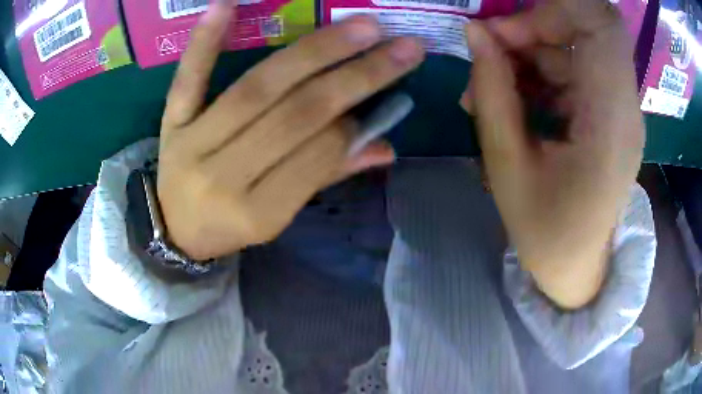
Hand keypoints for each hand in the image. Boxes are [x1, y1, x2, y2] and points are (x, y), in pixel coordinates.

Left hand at [157, 1, 424, 259]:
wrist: (175, 230)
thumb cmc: (230, 227)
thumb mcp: (278, 217)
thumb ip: (326, 176)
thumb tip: (384, 148)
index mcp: (257, 212)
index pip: (316, 156)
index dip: (354, 123)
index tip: (390, 92)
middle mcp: (224, 176)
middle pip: (295, 115)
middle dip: (355, 77)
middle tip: (399, 46)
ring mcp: (193, 143)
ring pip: (257, 89)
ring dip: (313, 52)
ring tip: (360, 27)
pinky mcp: (172, 122)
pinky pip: (188, 79)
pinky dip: (206, 41)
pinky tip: (225, 4)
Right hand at [463, 0, 643, 307]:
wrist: (575, 269)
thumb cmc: (546, 234)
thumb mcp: (508, 167)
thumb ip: (493, 91)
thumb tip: (475, 32)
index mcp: (611, 121)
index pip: (603, 24)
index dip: (557, 8)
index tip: (509, 31)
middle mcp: (623, 106)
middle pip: (586, 28)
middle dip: (533, 28)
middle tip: (491, 53)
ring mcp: (617, 109)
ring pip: (573, 48)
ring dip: (528, 55)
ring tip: (490, 90)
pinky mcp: (608, 115)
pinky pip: (573, 71)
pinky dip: (539, 74)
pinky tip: (513, 102)